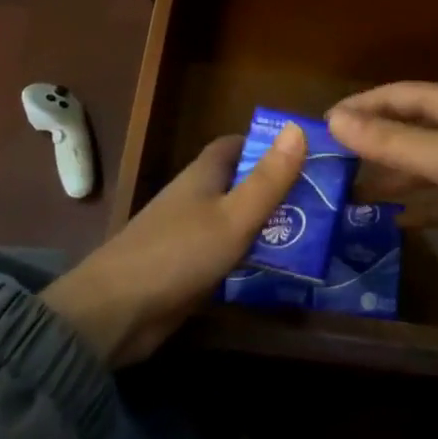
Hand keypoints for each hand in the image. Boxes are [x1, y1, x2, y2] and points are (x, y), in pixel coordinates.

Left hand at [41, 124, 305, 364]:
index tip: (305, 155)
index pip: (235, 145)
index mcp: (203, 175)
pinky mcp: (186, 267)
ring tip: (314, 233)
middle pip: (240, 182)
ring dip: (267, 224)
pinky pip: (227, 252)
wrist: (116, 311)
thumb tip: (298, 127)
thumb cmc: (179, 253)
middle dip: (276, 187)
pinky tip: (279, 268)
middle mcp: (195, 198)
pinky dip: (251, 254)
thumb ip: (268, 178)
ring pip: (236, 219)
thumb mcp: (234, 216)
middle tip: (321, 199)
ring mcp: (188, 234)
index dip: (267, 145)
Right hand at [326, 83, 437, 299]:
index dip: (360, 106)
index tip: (323, 125)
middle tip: (331, 164)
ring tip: (352, 195)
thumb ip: (387, 140)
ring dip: (391, 178)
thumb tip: (333, 120)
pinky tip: (395, 222)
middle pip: (406, 130)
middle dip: (371, 145)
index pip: (395, 95)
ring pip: (421, 165)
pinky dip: (420, 207)